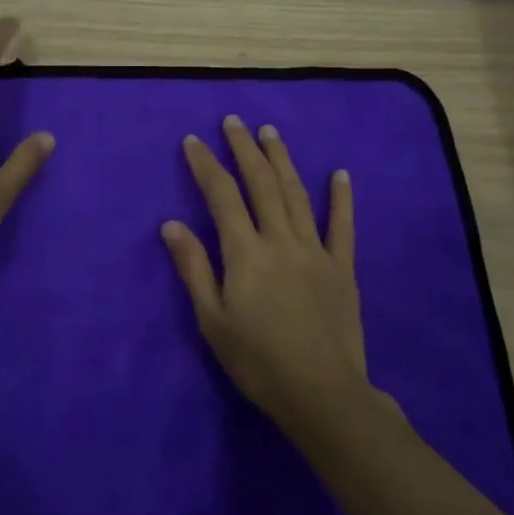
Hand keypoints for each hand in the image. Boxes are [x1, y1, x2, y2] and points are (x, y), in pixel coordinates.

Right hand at [161, 115, 374, 434]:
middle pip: (261, 184)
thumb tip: (171, 224)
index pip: (221, 196)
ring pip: (297, 194)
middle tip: (233, 121)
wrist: (321, 393)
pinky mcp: (342, 267)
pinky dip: (341, 198)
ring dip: (282, 160)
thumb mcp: (212, 320)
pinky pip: (342, 225)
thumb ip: (193, 268)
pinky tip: (340, 173)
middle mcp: (281, 240)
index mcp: (246, 253)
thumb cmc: (257, 361)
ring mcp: (316, 250)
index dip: (205, 165)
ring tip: (270, 132)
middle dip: (244, 149)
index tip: (193, 140)